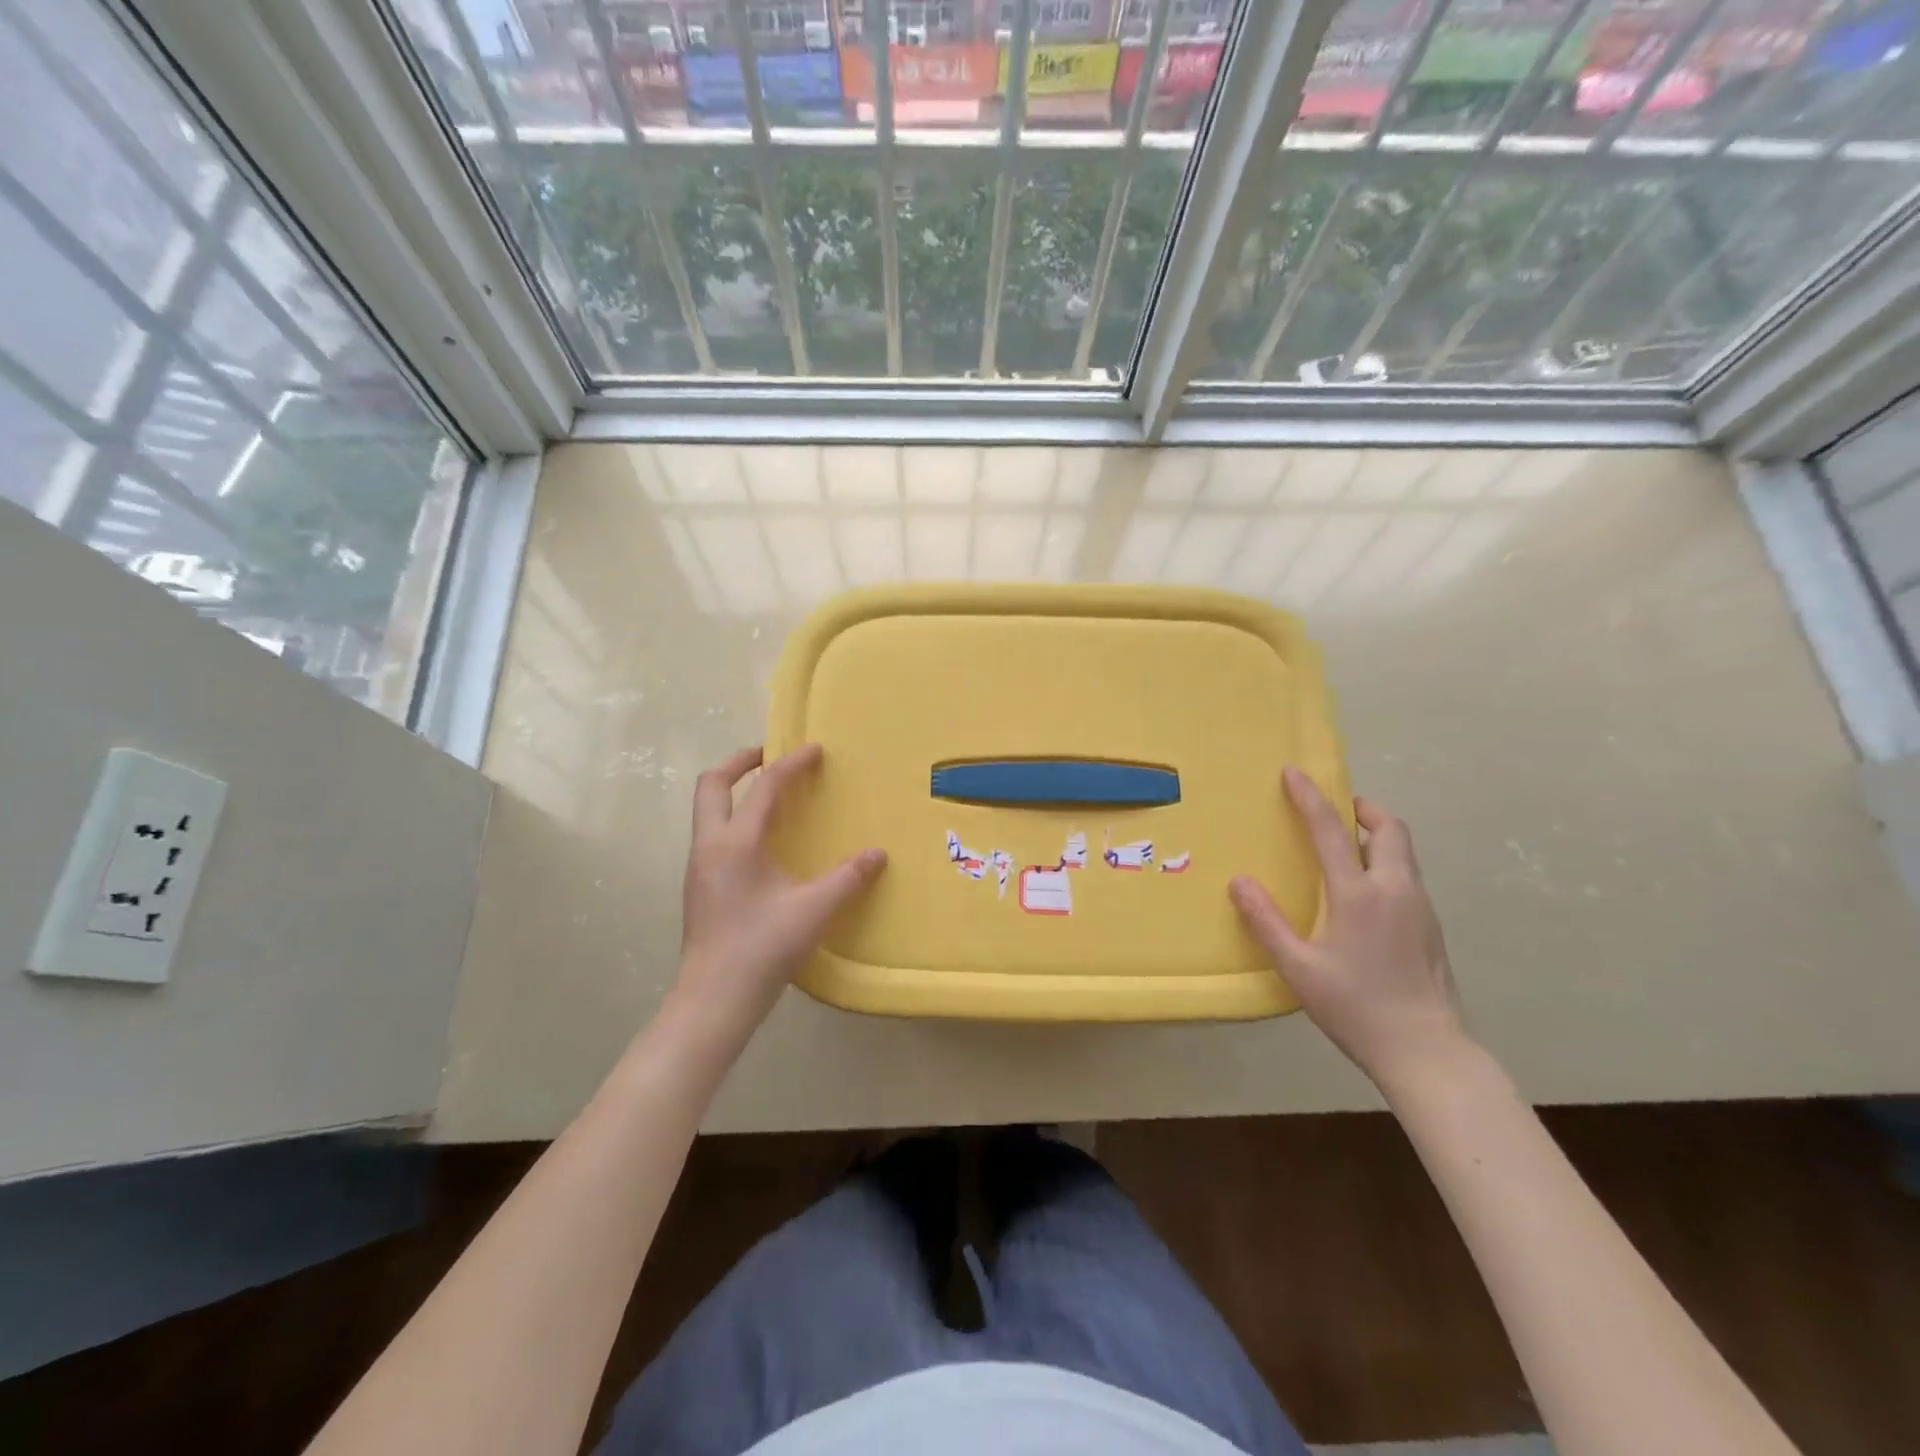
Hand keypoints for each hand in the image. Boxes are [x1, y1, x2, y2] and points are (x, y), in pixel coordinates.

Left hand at [673, 744, 885, 1032]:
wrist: (714, 999)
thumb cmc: (763, 948)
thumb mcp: (814, 910)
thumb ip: (848, 878)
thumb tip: (878, 854)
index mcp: (735, 843)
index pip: (763, 788)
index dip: (790, 764)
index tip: (814, 749)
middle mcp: (709, 846)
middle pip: (711, 785)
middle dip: (740, 762)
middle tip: (770, 755)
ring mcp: (699, 867)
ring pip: (707, 810)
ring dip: (735, 792)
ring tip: (769, 795)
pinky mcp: (700, 887)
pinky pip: (713, 834)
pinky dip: (734, 818)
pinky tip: (762, 842)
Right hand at [1230, 767, 1471, 1095]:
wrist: (1428, 1052)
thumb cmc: (1356, 1007)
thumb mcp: (1298, 968)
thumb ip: (1267, 922)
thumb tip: (1239, 881)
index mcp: (1359, 895)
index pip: (1332, 831)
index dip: (1310, 798)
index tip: (1294, 772)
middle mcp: (1395, 890)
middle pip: (1390, 828)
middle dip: (1363, 808)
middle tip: (1336, 809)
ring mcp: (1420, 908)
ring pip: (1403, 852)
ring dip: (1376, 835)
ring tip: (1346, 848)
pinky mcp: (1431, 927)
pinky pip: (1407, 877)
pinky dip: (1386, 864)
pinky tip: (1364, 896)